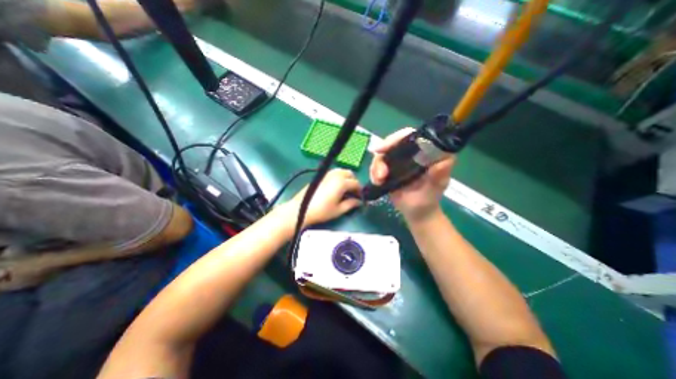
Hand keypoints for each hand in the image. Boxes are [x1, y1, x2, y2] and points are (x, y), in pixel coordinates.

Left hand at [283, 169, 361, 227]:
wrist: (301, 209)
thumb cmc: (321, 211)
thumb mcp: (338, 210)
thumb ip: (351, 204)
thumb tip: (359, 202)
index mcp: (341, 182)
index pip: (356, 184)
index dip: (360, 191)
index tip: (360, 198)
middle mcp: (335, 175)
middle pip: (350, 174)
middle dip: (354, 182)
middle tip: (353, 192)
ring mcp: (327, 174)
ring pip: (341, 171)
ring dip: (346, 178)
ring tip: (345, 189)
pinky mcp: (320, 176)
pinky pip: (334, 172)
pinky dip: (338, 177)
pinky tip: (335, 187)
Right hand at [369, 128, 453, 222]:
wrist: (416, 212)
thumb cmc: (429, 199)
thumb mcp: (436, 188)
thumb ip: (439, 176)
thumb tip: (442, 163)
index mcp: (427, 152)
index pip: (414, 136)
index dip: (399, 137)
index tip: (386, 147)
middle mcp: (413, 152)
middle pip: (395, 142)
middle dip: (384, 152)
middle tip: (379, 169)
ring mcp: (400, 160)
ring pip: (383, 153)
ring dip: (377, 165)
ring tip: (379, 180)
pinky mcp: (390, 168)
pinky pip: (378, 164)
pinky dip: (374, 172)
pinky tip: (377, 182)